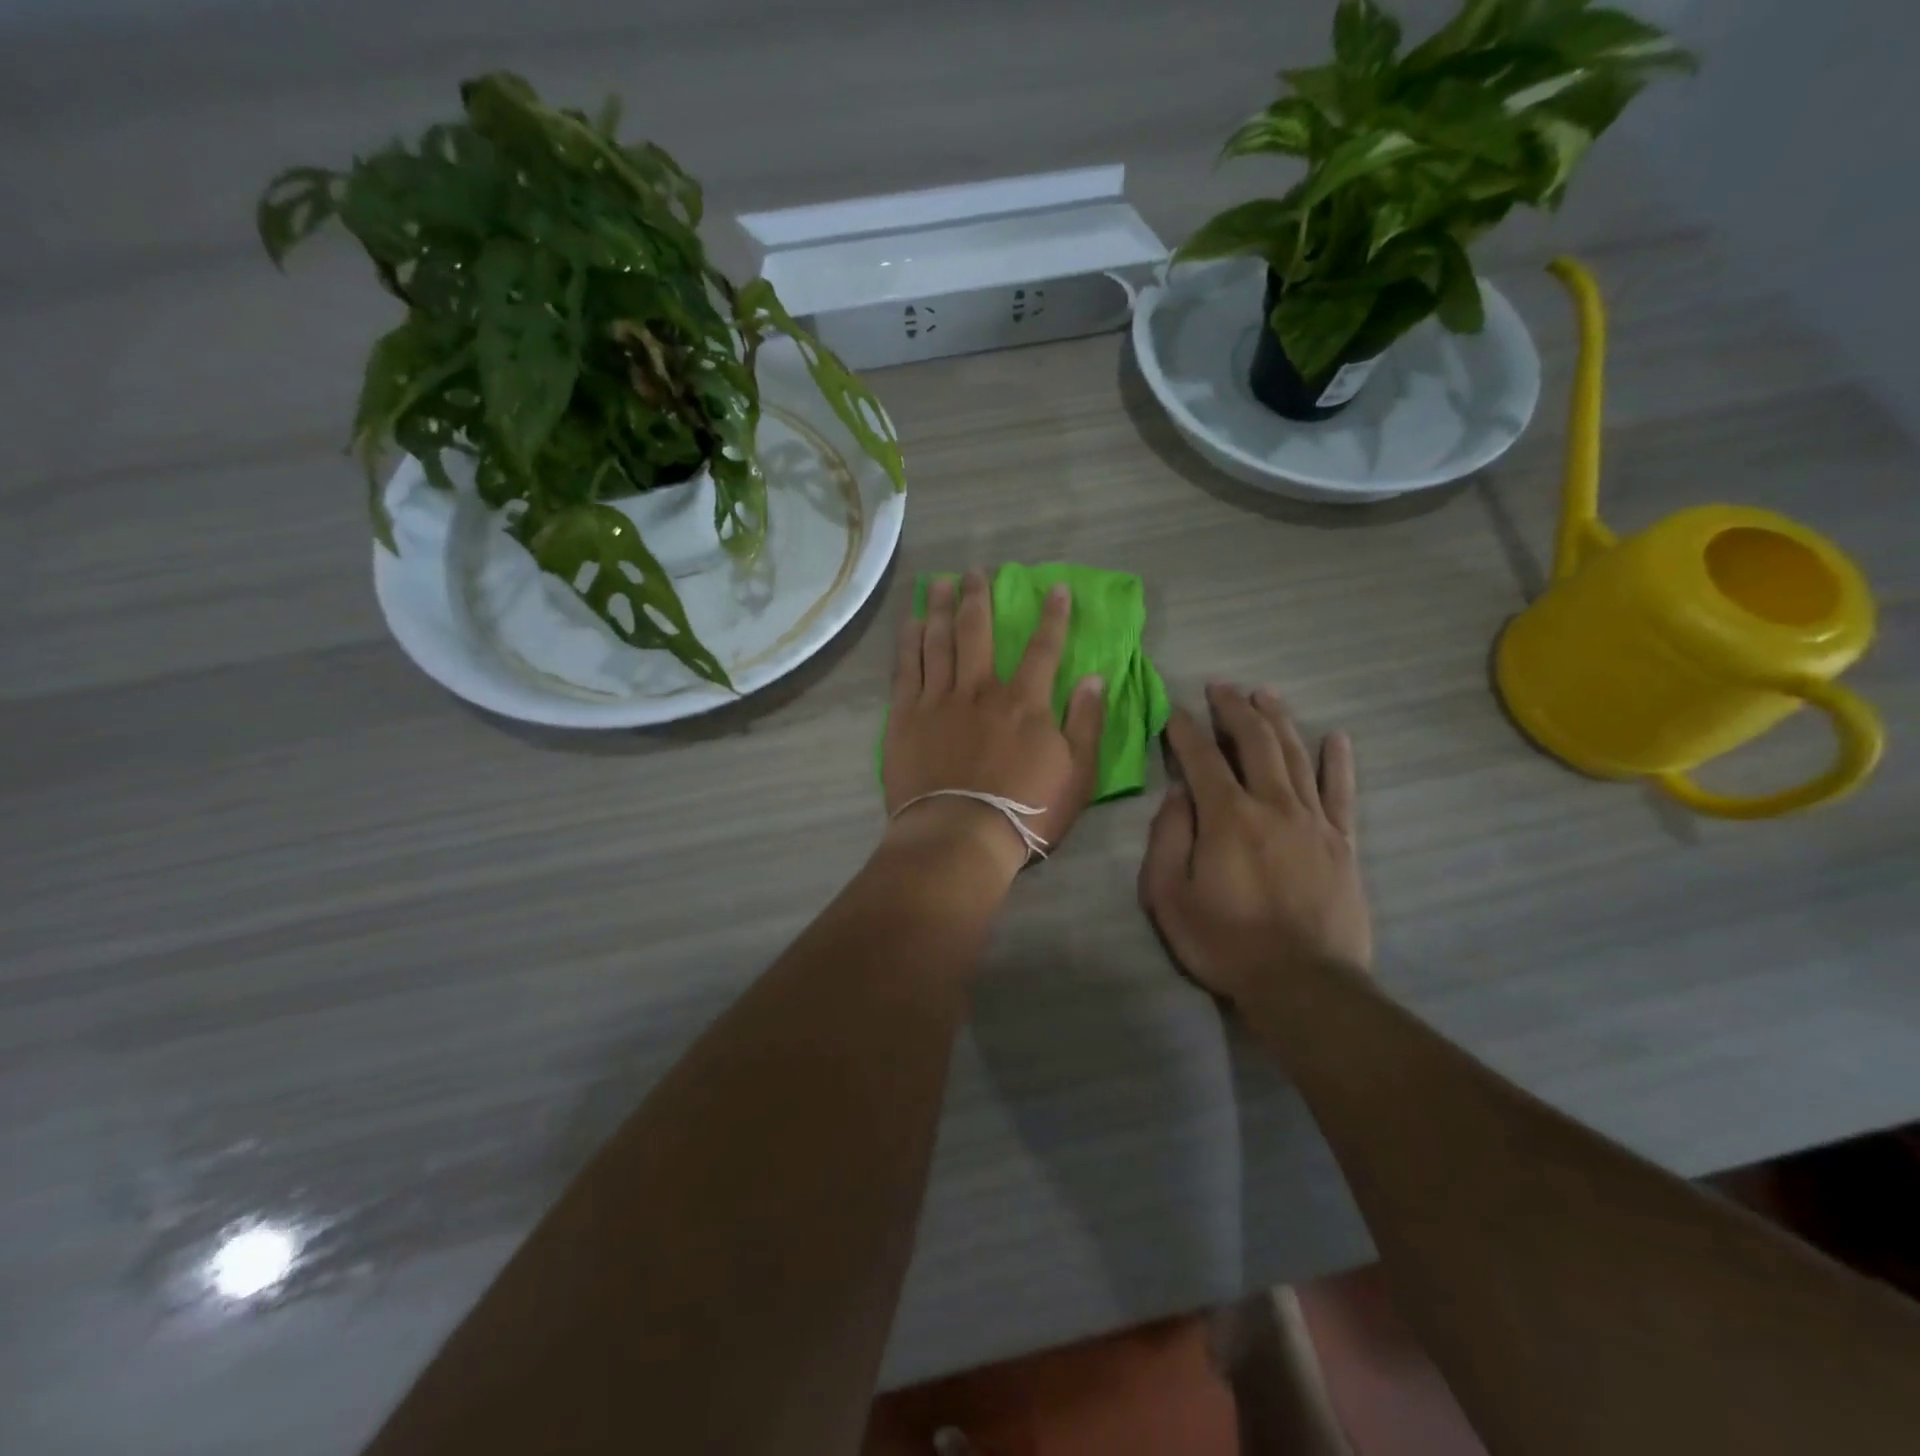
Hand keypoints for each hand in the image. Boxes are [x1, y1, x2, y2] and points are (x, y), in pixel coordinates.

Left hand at [882, 569, 1106, 879]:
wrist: (958, 837)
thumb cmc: (1025, 812)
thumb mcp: (1077, 774)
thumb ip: (1086, 723)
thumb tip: (1096, 677)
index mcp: (1024, 702)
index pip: (1043, 648)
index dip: (1052, 616)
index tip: (1055, 587)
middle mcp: (979, 689)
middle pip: (977, 631)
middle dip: (978, 597)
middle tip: (975, 572)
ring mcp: (938, 700)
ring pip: (938, 641)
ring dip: (939, 608)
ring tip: (938, 582)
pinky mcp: (906, 717)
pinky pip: (907, 669)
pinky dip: (909, 642)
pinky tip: (910, 623)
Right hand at [1138, 684, 1369, 1007]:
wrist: (1303, 984)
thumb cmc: (1224, 941)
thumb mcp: (1167, 896)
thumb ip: (1167, 839)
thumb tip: (1178, 796)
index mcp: (1227, 816)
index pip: (1202, 757)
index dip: (1184, 729)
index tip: (1172, 710)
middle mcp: (1273, 805)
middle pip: (1255, 742)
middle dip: (1234, 709)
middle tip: (1220, 688)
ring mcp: (1314, 821)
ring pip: (1296, 756)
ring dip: (1278, 721)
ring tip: (1264, 695)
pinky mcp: (1343, 842)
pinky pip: (1342, 792)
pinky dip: (1338, 762)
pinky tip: (1336, 738)